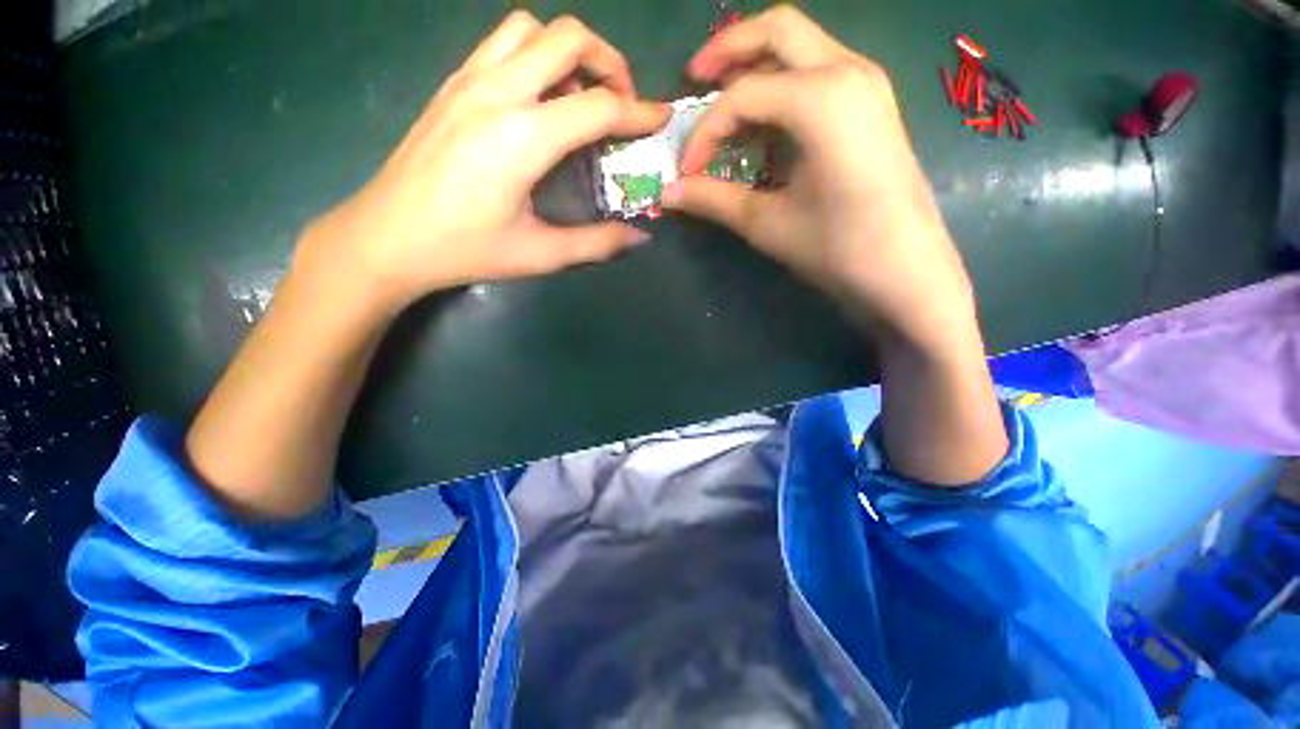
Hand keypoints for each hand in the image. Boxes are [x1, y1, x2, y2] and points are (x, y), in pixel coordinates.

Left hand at [301, 12, 669, 315]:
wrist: (387, 238)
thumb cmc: (466, 249)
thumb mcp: (540, 254)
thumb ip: (597, 243)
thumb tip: (639, 237)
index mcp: (522, 137)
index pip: (598, 106)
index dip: (639, 111)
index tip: (661, 118)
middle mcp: (497, 92)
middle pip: (566, 37)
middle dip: (608, 61)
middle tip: (621, 100)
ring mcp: (468, 81)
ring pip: (530, 28)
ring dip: (566, 50)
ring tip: (578, 94)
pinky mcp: (451, 85)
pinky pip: (501, 44)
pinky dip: (533, 55)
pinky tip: (538, 98)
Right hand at [662, 7, 974, 348]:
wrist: (907, 272)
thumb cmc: (838, 248)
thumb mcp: (767, 224)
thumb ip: (713, 200)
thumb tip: (667, 193)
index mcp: (822, 99)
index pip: (742, 96)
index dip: (704, 132)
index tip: (687, 172)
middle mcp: (848, 71)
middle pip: (778, 30)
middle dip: (729, 51)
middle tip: (695, 81)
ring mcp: (867, 83)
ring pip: (802, 46)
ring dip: (758, 66)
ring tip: (725, 104)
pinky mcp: (873, 104)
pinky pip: (820, 72)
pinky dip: (785, 85)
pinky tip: (766, 124)